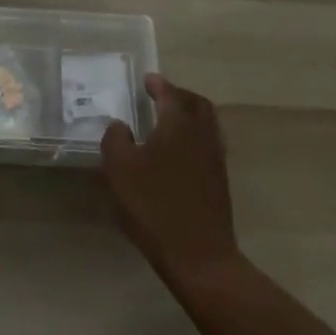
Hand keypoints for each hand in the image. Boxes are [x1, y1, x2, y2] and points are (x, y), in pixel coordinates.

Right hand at [101, 73, 240, 286]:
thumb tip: (119, 125)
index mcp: (178, 125)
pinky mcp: (219, 181)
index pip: (170, 94)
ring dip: (190, 115)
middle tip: (161, 95)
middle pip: (197, 104)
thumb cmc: (153, 205)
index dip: (158, 84)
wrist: (198, 255)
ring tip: (169, 121)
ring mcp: (215, 159)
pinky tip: (179, 152)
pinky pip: (209, 143)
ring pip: (207, 124)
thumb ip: (115, 139)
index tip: (147, 79)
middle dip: (179, 95)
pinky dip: (195, 136)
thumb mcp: (120, 169)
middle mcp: (202, 135)